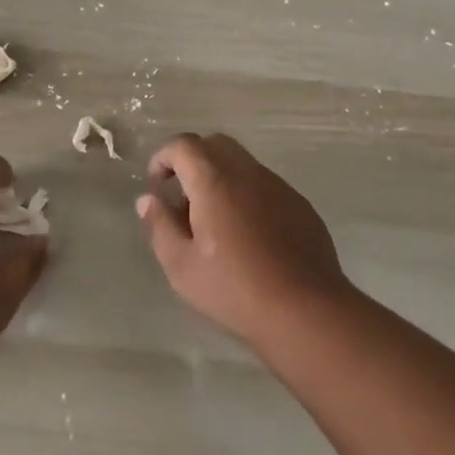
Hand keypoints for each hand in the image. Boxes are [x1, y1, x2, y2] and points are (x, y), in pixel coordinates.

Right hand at [137, 133, 354, 348]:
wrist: (306, 309)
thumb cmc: (235, 288)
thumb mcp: (182, 266)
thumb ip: (160, 226)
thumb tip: (148, 200)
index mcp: (215, 180)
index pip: (184, 145)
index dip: (164, 157)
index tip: (157, 184)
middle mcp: (248, 173)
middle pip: (216, 145)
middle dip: (193, 161)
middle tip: (183, 198)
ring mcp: (279, 187)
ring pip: (243, 164)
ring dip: (221, 179)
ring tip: (214, 222)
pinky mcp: (300, 205)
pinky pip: (265, 186)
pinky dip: (247, 195)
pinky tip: (248, 236)